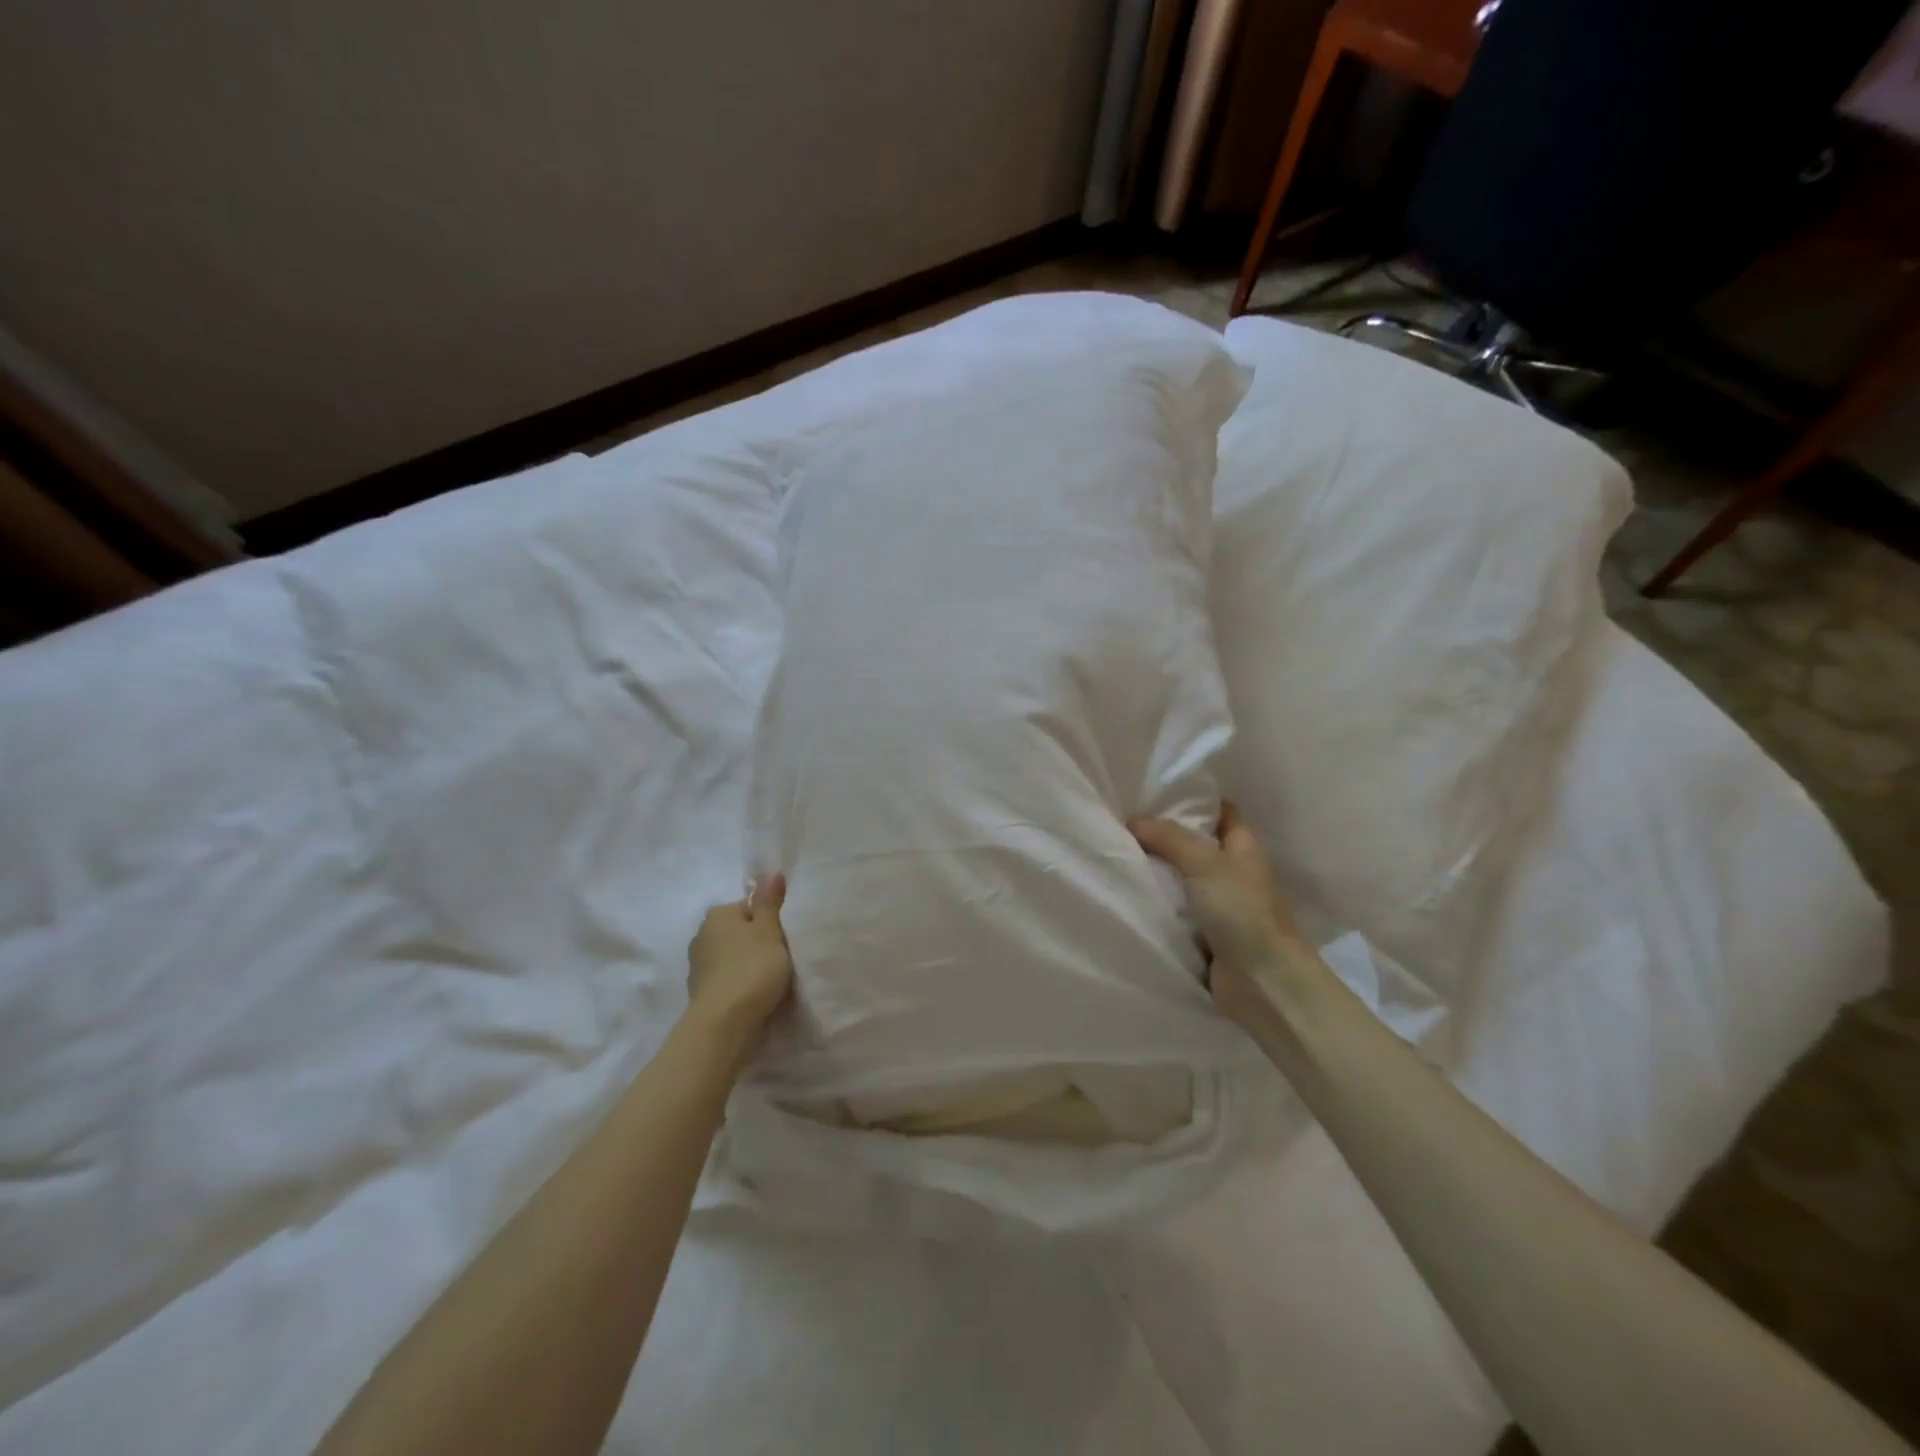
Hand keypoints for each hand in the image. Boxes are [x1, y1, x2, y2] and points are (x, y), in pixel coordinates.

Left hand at [686, 876, 793, 1059]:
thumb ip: (769, 902)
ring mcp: (699, 967)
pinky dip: (741, 986)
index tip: (785, 938)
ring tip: (772, 981)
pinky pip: (728, 981)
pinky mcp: (702, 994)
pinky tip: (757, 997)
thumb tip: (771, 872)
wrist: (725, 1024)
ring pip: (733, 958)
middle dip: (758, 944)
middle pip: (740, 933)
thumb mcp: (769, 931)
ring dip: (749, 966)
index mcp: (717, 915)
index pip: (749, 908)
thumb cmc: (752, 969)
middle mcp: (702, 936)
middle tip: (782, 958)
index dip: (770, 921)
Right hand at [1130, 804, 1313, 1028]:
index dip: (1192, 800)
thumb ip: (1168, 837)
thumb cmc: (1241, 911)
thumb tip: (1133, 820)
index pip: (1219, 811)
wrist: (1262, 982)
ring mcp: (1219, 903)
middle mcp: (1232, 870)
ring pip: (1181, 877)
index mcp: (1243, 846)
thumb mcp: (1204, 862)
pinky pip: (1175, 908)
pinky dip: (1156, 902)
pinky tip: (1126, 892)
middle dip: (1163, 835)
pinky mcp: (1204, 932)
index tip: (1153, 793)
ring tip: (1115, 851)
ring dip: (1156, 870)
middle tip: (1122, 821)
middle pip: (1194, 843)